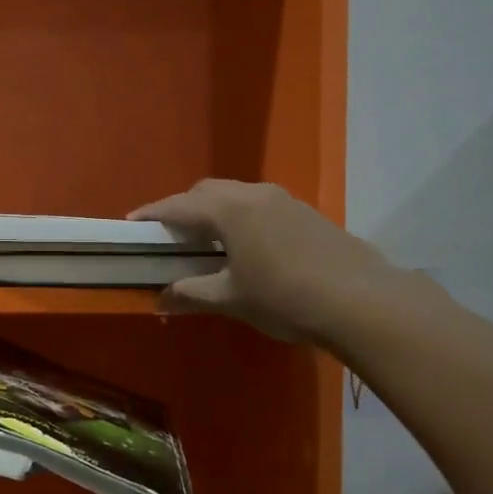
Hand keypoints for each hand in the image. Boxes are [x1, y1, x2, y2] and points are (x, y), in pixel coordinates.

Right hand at [130, 180, 400, 344]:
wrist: (361, 301)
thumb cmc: (285, 298)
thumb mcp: (231, 299)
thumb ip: (191, 293)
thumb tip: (161, 299)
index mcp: (230, 210)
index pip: (178, 206)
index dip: (152, 214)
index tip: (131, 224)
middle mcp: (255, 194)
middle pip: (208, 192)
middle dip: (183, 208)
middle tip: (169, 236)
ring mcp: (285, 201)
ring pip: (237, 195)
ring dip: (215, 211)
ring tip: (206, 241)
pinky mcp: (307, 214)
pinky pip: (260, 206)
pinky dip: (241, 218)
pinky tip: (247, 247)